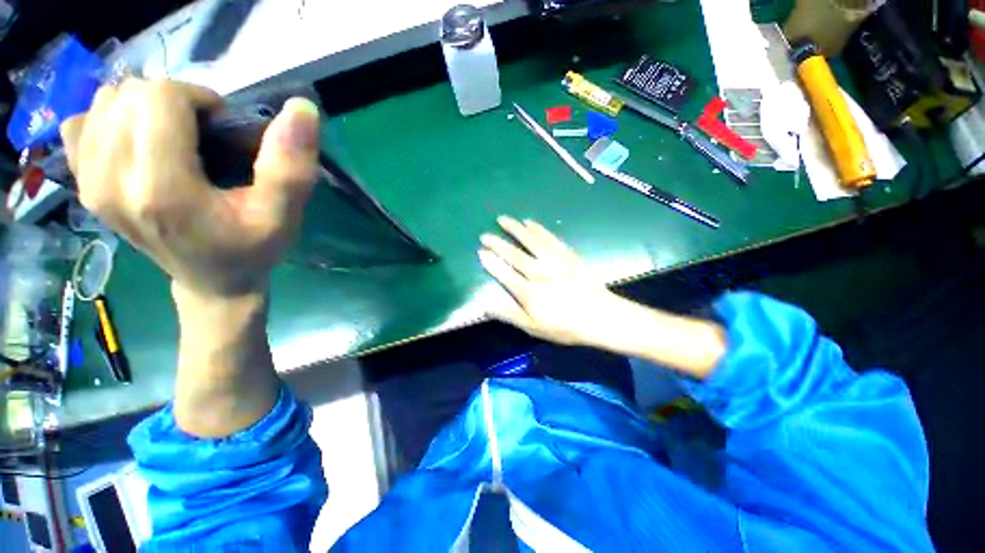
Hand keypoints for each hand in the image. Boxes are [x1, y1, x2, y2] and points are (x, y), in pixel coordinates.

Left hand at [59, 79, 320, 300]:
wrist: (211, 283)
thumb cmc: (251, 250)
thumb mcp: (283, 215)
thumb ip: (291, 166)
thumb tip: (302, 107)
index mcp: (162, 189)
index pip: (160, 98)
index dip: (199, 99)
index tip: (222, 128)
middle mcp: (110, 181)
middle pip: (131, 93)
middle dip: (173, 101)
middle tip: (201, 134)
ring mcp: (88, 183)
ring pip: (106, 100)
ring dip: (145, 107)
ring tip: (172, 138)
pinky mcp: (80, 184)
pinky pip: (81, 122)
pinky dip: (109, 119)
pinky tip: (133, 142)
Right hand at [479, 216, 620, 345]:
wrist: (601, 317)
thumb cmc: (565, 326)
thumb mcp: (533, 328)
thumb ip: (509, 314)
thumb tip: (485, 303)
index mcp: (530, 292)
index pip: (505, 274)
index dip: (491, 263)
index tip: (480, 252)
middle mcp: (540, 272)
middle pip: (515, 254)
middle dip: (498, 244)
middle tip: (485, 235)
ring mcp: (555, 261)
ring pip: (531, 241)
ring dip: (516, 229)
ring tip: (504, 219)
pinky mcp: (568, 255)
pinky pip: (550, 238)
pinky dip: (539, 229)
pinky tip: (531, 223)